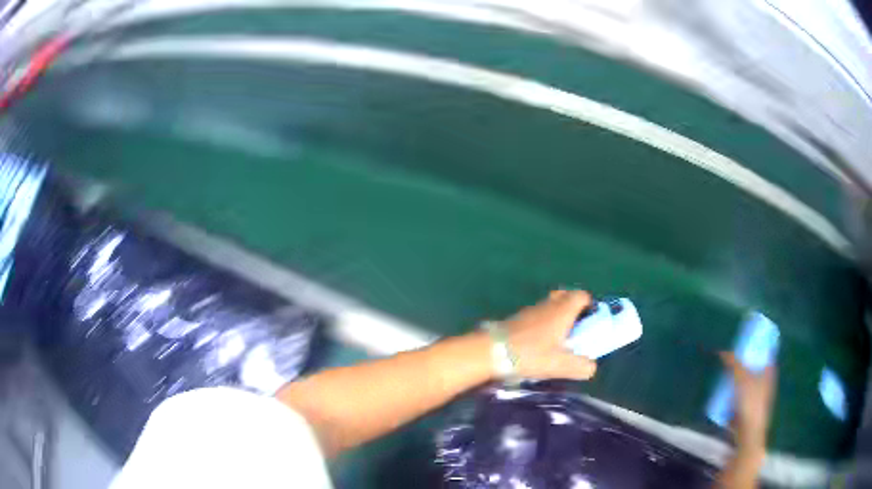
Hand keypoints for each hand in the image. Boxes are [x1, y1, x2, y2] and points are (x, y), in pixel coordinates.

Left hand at [501, 290, 596, 380]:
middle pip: (565, 296)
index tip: (591, 321)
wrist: (491, 352)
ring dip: (556, 317)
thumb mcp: (561, 365)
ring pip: (549, 306)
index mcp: (562, 311)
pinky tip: (539, 344)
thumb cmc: (531, 355)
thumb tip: (591, 367)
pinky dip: (542, 324)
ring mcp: (530, 310)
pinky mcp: (516, 319)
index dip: (589, 305)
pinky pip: (536, 315)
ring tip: (557, 341)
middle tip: (575, 329)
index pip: (581, 295)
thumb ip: (582, 367)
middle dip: (573, 309)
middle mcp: (547, 305)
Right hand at [720, 352, 775, 451]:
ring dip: (739, 383)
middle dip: (745, 365)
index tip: (747, 344)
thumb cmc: (750, 402)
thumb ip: (733, 363)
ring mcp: (758, 400)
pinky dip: (734, 398)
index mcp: (769, 372)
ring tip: (726, 379)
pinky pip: (741, 400)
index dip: (759, 348)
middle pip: (756, 369)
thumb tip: (723, 351)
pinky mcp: (749, 413)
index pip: (766, 354)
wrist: (748, 432)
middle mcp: (766, 383)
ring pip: (748, 386)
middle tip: (732, 361)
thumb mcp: (741, 378)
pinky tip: (725, 398)